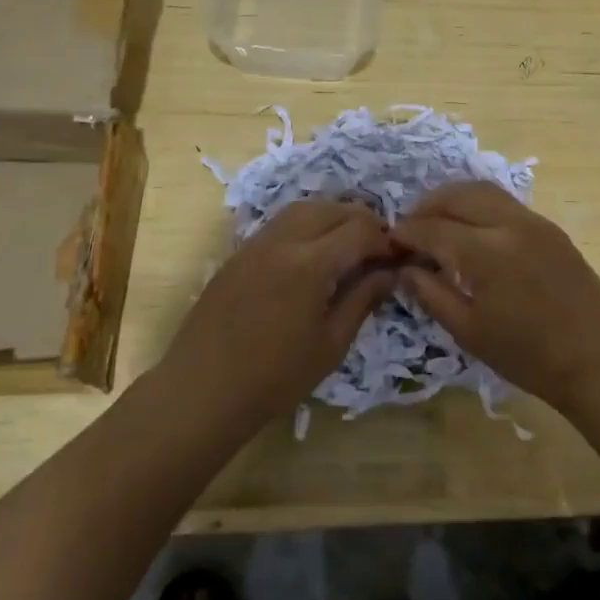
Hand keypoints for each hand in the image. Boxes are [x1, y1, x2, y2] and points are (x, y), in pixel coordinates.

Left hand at [164, 200, 400, 426]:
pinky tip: (313, 255)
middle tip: (377, 249)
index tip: (397, 258)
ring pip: (303, 208)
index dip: (385, 240)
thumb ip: (362, 300)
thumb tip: (390, 273)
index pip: (360, 230)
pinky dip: (305, 226)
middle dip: (361, 221)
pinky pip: (280, 223)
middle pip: (332, 208)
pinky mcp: (238, 253)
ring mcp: (255, 243)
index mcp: (310, 263)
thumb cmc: (274, 378)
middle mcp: (282, 240)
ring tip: (348, 245)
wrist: (201, 391)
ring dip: (332, 217)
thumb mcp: (331, 345)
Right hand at [392, 182, 599, 412]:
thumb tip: (405, 268)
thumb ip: (431, 294)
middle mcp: (510, 224)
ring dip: (454, 200)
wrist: (599, 362)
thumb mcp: (469, 332)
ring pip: (483, 191)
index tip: (390, 242)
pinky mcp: (551, 228)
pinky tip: (471, 230)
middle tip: (410, 227)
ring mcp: (535, 222)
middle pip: (458, 195)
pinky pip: (505, 203)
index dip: (406, 233)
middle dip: (427, 206)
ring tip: (437, 222)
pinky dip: (479, 206)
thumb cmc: (529, 357)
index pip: (433, 228)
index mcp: (486, 252)